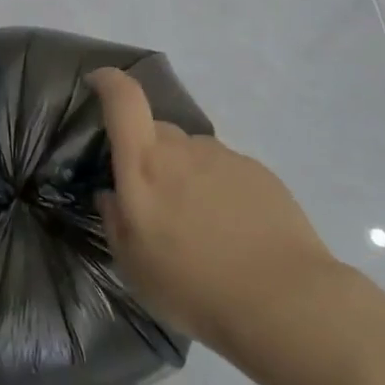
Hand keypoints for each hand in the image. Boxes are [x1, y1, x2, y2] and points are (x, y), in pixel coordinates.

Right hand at [89, 68, 338, 351]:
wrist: (284, 302)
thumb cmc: (193, 286)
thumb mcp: (133, 265)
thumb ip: (115, 220)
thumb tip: (112, 194)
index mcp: (145, 165)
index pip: (124, 101)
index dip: (109, 82)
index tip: (99, 81)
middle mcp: (184, 149)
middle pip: (157, 133)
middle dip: (148, 155)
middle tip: (155, 201)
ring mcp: (225, 158)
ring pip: (192, 154)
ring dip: (186, 176)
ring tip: (198, 226)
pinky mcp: (260, 173)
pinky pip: (225, 171)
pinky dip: (218, 191)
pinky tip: (232, 232)